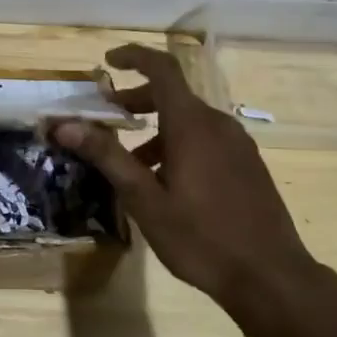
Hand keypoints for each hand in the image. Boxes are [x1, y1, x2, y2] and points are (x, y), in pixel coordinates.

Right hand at [52, 44, 317, 333]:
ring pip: (189, 120)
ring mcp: (238, 145)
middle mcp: (218, 124)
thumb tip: (64, 125)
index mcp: (192, 125)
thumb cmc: (201, 238)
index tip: (107, 62)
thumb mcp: (145, 200)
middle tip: (106, 120)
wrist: (272, 278)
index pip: (162, 69)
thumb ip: (107, 156)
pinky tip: (167, 183)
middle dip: (136, 101)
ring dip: (155, 129)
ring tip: (130, 163)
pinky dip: (178, 143)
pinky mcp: (248, 165)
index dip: (134, 57)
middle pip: (172, 95)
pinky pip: (206, 139)